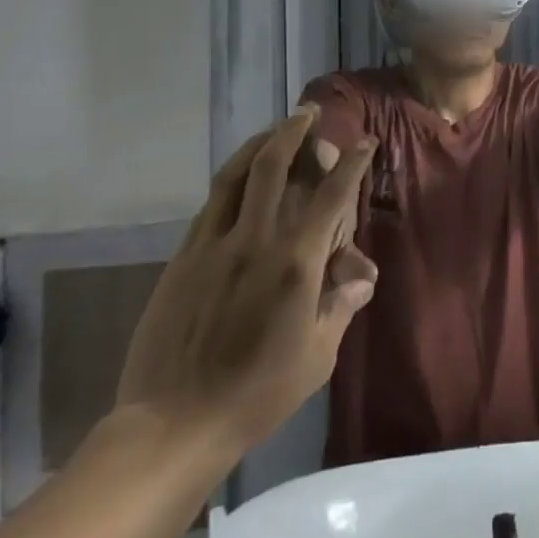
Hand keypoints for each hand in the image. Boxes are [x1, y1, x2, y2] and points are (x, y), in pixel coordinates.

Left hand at [113, 107, 378, 466]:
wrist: (173, 423)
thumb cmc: (258, 394)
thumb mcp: (318, 355)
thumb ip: (342, 305)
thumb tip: (362, 275)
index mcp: (296, 263)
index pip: (331, 196)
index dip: (352, 163)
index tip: (364, 142)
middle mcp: (255, 241)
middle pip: (273, 166)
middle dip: (295, 132)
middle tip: (308, 114)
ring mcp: (213, 246)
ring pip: (235, 175)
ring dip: (259, 144)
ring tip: (274, 129)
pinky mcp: (183, 259)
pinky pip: (210, 204)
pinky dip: (230, 178)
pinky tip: (239, 177)